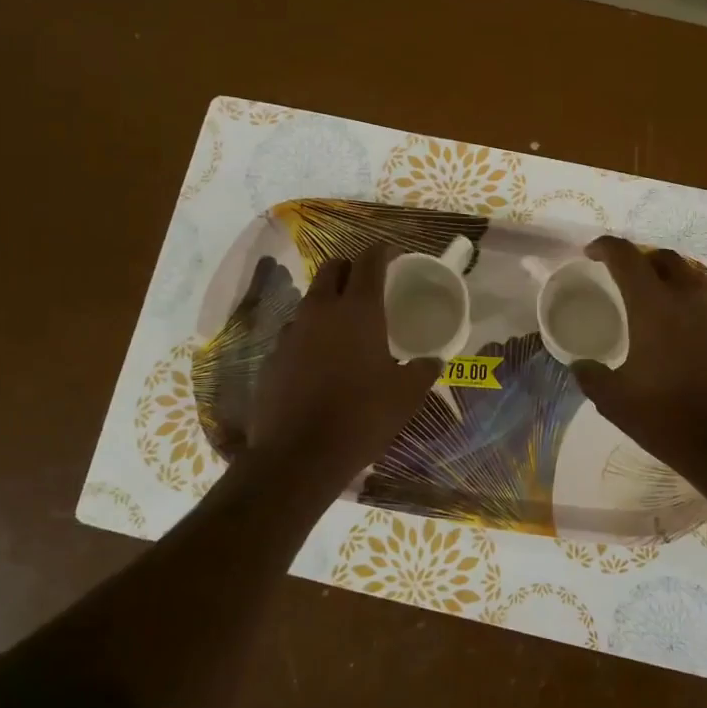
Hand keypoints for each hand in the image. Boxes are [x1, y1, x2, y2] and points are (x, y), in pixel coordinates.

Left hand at [248, 243, 438, 489]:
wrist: (299, 455)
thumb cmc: (362, 416)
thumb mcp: (407, 395)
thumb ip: (423, 370)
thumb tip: (433, 361)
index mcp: (359, 310)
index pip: (369, 260)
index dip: (383, 251)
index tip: (394, 254)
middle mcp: (321, 311)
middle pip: (333, 268)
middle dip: (351, 267)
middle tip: (368, 284)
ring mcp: (292, 332)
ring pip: (311, 300)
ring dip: (329, 302)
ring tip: (345, 326)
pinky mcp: (273, 357)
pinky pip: (295, 332)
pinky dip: (311, 335)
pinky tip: (321, 360)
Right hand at [572, 236, 706, 477]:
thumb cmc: (669, 417)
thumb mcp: (615, 401)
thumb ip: (591, 376)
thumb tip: (581, 366)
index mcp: (654, 305)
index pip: (626, 256)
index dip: (605, 247)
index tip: (592, 253)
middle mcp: (691, 297)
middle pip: (665, 258)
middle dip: (642, 260)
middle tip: (627, 279)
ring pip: (695, 279)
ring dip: (673, 283)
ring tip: (660, 305)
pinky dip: (697, 309)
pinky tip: (691, 335)